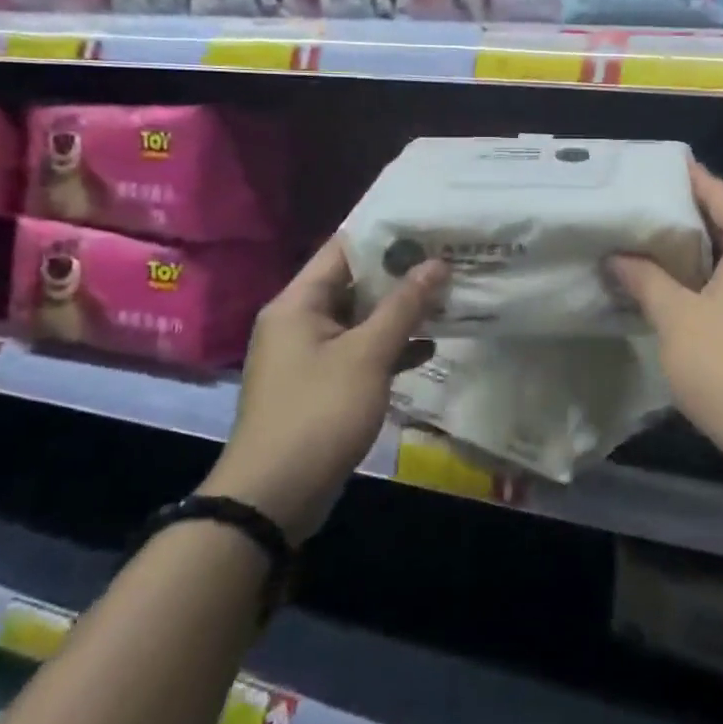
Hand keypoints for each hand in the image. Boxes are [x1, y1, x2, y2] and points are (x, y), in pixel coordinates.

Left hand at [205, 238, 445, 542]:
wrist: (274, 497)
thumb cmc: (319, 413)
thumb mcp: (367, 355)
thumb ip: (404, 306)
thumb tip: (437, 263)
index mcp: (298, 303)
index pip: (343, 249)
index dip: (385, 236)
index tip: (429, 227)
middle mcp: (299, 322)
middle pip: (354, 284)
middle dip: (401, 275)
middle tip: (448, 260)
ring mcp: (310, 356)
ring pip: (361, 320)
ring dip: (400, 313)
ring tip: (448, 297)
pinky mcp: (323, 385)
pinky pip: (360, 353)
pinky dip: (390, 348)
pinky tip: (429, 347)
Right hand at [611, 165, 722, 458]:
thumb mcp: (677, 319)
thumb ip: (645, 280)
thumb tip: (618, 257)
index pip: (718, 194)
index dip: (686, 180)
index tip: (656, 170)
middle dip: (693, 225)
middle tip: (647, 220)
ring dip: (713, 259)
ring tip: (665, 259)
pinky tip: (700, 300)